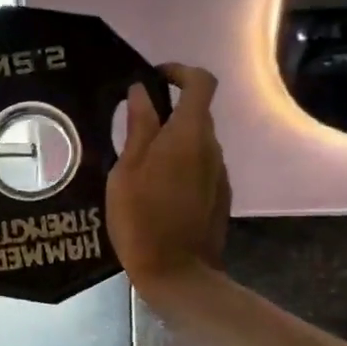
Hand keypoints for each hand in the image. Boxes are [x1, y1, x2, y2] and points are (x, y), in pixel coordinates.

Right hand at [106, 64, 230, 296]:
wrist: (178, 273)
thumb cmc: (142, 218)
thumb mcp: (126, 171)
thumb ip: (138, 128)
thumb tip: (141, 92)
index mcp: (188, 134)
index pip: (201, 82)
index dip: (180, 72)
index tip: (155, 79)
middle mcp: (211, 147)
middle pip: (197, 113)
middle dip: (169, 111)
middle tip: (133, 129)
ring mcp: (220, 172)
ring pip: (198, 142)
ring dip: (174, 142)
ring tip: (141, 165)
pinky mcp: (220, 195)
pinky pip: (201, 166)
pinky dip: (182, 165)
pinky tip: (159, 191)